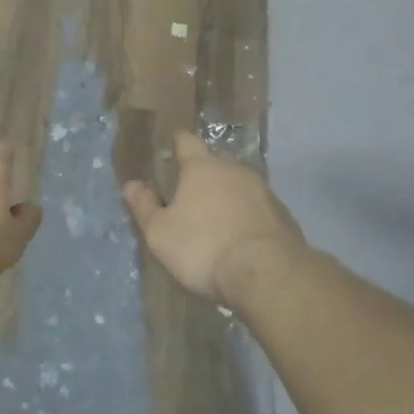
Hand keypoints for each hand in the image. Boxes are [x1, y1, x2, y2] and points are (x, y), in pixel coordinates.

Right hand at [123, 132, 305, 306]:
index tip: (170, 145)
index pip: (187, 141)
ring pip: (238, 184)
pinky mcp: (282, 214)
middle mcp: (234, 169)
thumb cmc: (204, 247)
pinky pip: (257, 207)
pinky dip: (247, 214)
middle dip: (202, 172)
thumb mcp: (160, 233)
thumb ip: (144, 207)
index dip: (177, 141)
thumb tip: (131, 185)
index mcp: (201, 167)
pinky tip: (241, 235)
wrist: (267, 273)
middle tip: (188, 190)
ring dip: (227, 195)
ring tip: (215, 216)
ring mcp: (263, 190)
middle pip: (215, 161)